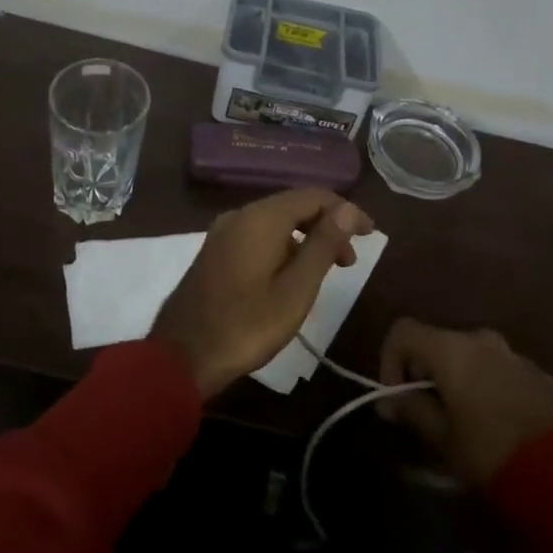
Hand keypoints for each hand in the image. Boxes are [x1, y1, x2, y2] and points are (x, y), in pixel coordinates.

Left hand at [149, 189, 374, 399]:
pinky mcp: (216, 250)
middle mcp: (240, 215)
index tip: (370, 234)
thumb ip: (323, 245)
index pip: (313, 196)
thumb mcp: (296, 290)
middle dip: (326, 225)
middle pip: (293, 205)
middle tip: (349, 261)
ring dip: (305, 238)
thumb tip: (348, 209)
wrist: (182, 356)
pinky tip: (291, 274)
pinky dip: (283, 246)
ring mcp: (223, 232)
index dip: (345, 210)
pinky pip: (258, 235)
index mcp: (260, 218)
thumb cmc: (246, 325)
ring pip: (275, 221)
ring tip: (326, 271)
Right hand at [378, 319, 552, 486]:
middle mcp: (480, 339)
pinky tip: (497, 423)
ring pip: (470, 356)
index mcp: (451, 348)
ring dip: (458, 379)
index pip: (403, 331)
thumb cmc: (491, 450)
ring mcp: (513, 353)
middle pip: (438, 343)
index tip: (397, 395)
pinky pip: (499, 369)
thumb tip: (388, 401)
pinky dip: (487, 385)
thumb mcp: (442, 437)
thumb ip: (411, 411)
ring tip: (464, 421)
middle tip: (428, 412)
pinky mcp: (538, 372)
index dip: (390, 358)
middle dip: (426, 373)